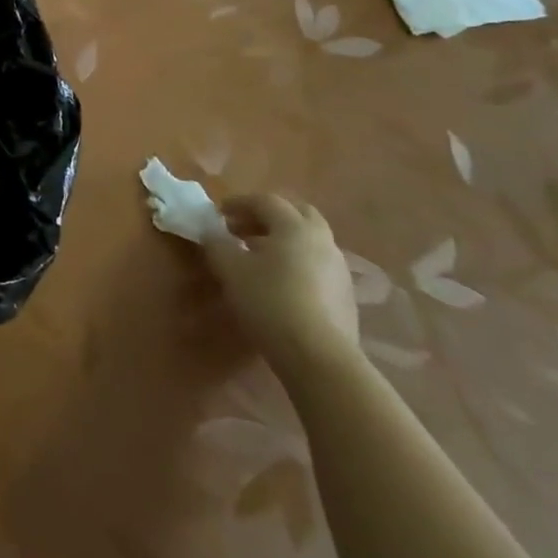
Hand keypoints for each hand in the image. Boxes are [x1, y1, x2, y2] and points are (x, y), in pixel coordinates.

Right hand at [202, 195, 358, 374]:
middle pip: (296, 214)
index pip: (266, 200)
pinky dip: (296, 263)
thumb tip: (212, 232)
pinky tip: (280, 283)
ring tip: (258, 257)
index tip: (218, 214)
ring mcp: (338, 269)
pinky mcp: (345, 296)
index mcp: (294, 226)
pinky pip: (317, 265)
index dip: (239, 203)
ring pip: (309, 241)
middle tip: (243, 229)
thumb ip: (217, 244)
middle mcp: (322, 240)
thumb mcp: (230, 269)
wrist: (319, 357)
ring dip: (283, 240)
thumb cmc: (269, 301)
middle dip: (267, 217)